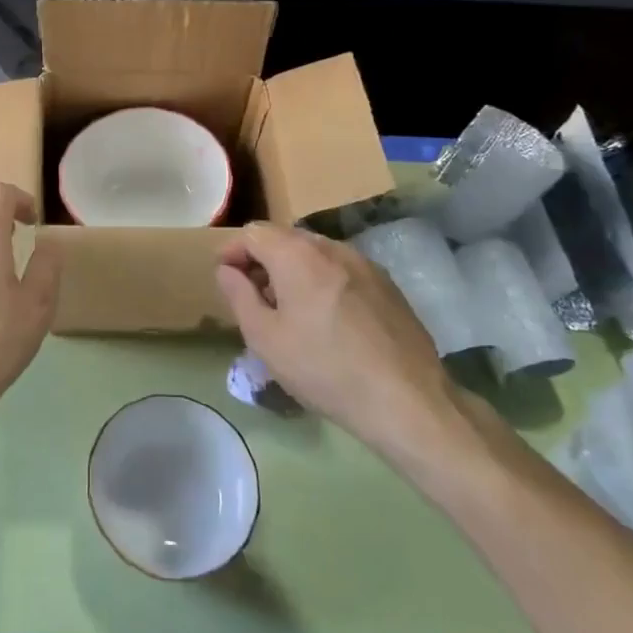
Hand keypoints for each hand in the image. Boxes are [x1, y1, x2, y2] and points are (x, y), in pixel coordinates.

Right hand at [215, 223, 491, 472]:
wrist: (407, 400)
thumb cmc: (324, 368)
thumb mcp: (265, 338)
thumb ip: (239, 295)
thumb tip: (227, 270)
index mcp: (297, 254)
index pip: (253, 232)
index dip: (233, 251)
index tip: (225, 278)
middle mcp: (331, 247)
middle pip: (285, 239)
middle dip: (263, 261)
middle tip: (254, 298)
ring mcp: (365, 264)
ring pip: (316, 254)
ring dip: (294, 271)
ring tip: (290, 311)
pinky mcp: (387, 285)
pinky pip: (342, 270)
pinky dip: (323, 282)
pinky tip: (327, 320)